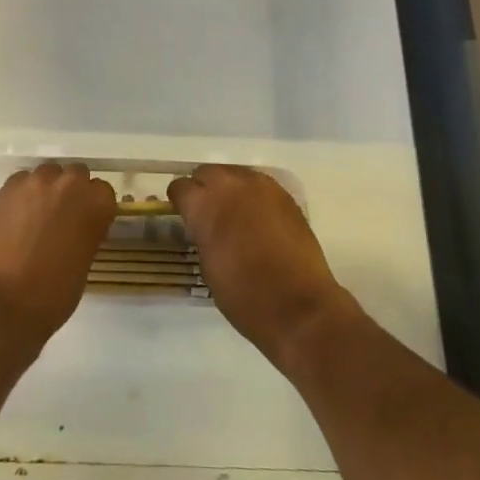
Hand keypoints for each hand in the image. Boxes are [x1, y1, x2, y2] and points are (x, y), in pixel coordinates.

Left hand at [0, 162, 116, 353]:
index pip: (103, 191)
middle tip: (61, 218)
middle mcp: (69, 184)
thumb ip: (85, 234)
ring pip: (47, 173)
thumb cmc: (52, 295)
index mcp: (96, 204)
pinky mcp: (7, 187)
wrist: (2, 302)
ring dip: (46, 190)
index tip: (86, 223)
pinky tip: (15, 217)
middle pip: (76, 175)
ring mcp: (36, 182)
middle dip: (71, 192)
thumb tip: (75, 229)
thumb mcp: (84, 264)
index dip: (94, 207)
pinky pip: (21, 181)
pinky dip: (22, 194)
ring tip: (35, 216)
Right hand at [168, 164, 353, 367]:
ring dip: (228, 189)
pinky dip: (252, 195)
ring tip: (234, 214)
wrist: (299, 306)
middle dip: (203, 189)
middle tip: (208, 214)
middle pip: (206, 172)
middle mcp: (230, 186)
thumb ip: (202, 235)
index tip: (184, 217)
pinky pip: (259, 184)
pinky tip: (257, 217)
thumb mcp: (208, 267)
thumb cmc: (245, 296)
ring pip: (234, 174)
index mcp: (204, 205)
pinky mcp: (284, 194)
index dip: (180, 202)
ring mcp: (260, 186)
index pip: (180, 187)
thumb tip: (203, 227)